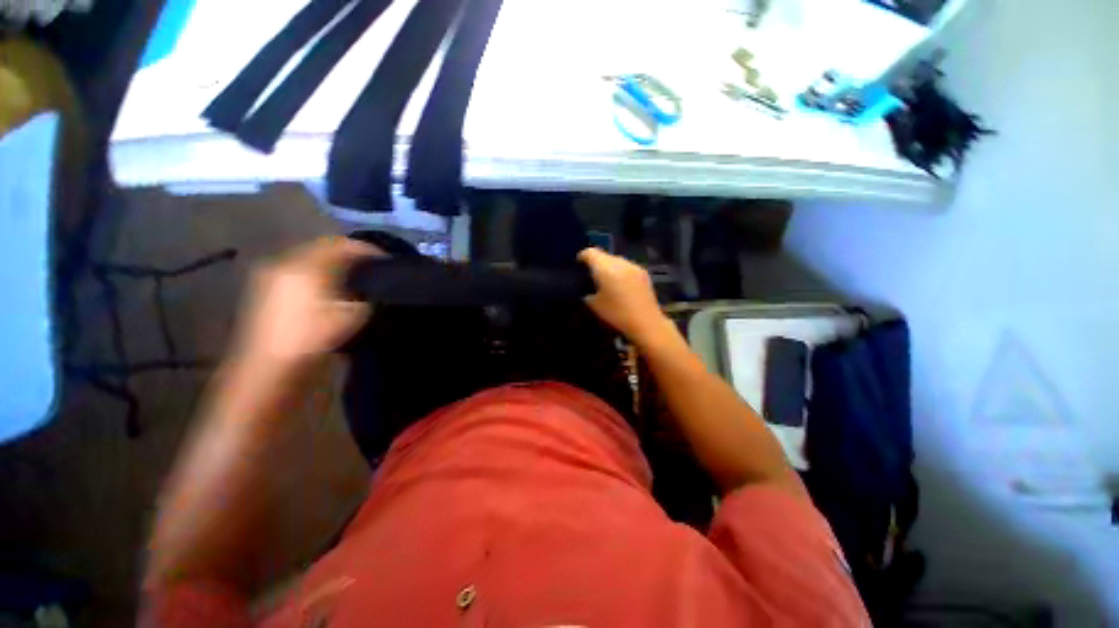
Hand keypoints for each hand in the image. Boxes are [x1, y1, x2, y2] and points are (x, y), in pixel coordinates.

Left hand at [233, 237, 381, 368]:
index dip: (365, 248)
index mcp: (307, 267)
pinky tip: (329, 287)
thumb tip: (375, 290)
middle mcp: (285, 264)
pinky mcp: (265, 290)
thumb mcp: (352, 318)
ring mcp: (271, 276)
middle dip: (348, 254)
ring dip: (332, 263)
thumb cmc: (313, 340)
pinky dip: (318, 273)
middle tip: (371, 265)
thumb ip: (367, 297)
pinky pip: (298, 271)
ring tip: (353, 275)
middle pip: (322, 248)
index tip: (385, 258)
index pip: (340, 245)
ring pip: (309, 260)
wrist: (268, 368)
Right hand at [578, 247, 670, 345]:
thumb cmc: (616, 314)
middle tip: (591, 277)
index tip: (578, 268)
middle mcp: (620, 262)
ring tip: (606, 282)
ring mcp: (633, 265)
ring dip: (608, 267)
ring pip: (615, 260)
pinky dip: (620, 272)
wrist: (646, 322)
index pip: (589, 252)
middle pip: (603, 255)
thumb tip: (585, 284)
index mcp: (605, 268)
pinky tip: (621, 286)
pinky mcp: (643, 272)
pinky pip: (626, 266)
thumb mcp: (593, 304)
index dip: (581, 258)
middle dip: (595, 263)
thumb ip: (586, 290)